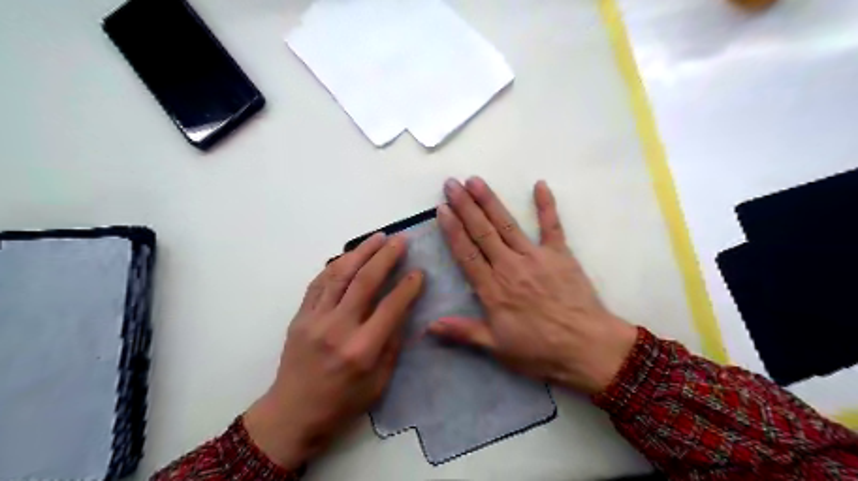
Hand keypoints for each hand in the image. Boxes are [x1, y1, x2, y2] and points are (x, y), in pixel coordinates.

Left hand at [242, 234, 422, 470]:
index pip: (390, 307)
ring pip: (339, 275)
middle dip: (385, 256)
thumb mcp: (379, 382)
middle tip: (400, 240)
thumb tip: (403, 309)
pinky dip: (335, 265)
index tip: (419, 271)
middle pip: (364, 282)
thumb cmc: (342, 403)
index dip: (408, 286)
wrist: (292, 414)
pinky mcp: (299, 316)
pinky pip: (319, 283)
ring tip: (377, 238)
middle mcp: (338, 328)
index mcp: (362, 350)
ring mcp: (314, 320)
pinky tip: (349, 256)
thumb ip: (392, 343)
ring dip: (360, 252)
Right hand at [429, 177, 635, 393]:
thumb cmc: (540, 350)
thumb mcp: (497, 347)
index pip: (466, 253)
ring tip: (475, 181)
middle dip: (464, 206)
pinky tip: (540, 185)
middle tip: (451, 184)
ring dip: (490, 201)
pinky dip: (547, 205)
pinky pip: (552, 226)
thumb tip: (428, 326)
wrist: (587, 348)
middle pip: (482, 232)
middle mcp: (510, 266)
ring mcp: (535, 257)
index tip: (441, 209)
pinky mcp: (560, 254)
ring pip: (506, 224)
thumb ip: (463, 332)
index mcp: (493, 289)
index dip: (452, 230)